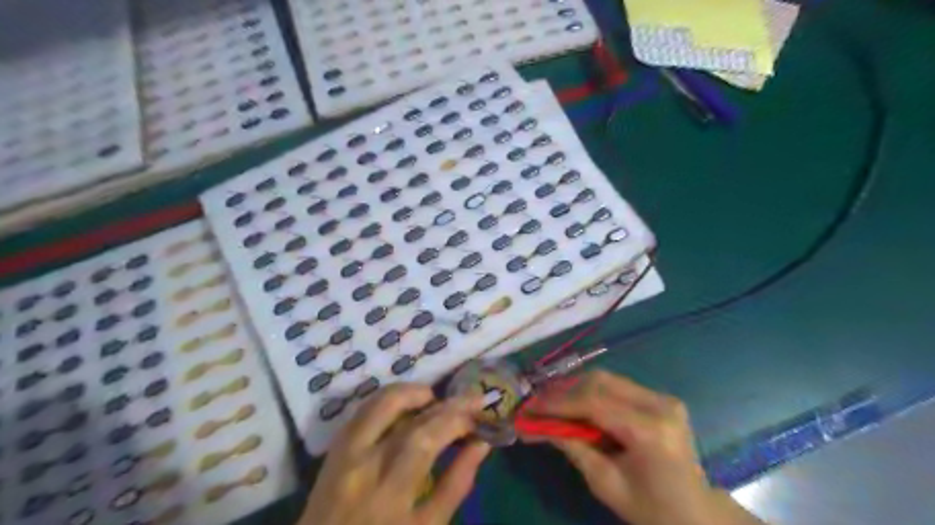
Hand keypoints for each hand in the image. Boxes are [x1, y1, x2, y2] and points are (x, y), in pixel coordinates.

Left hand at [301, 384, 490, 523]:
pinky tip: (406, 402)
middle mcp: (365, 465)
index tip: (479, 417)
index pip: (428, 439)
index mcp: (390, 493)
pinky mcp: (334, 448)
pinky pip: (364, 410)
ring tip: (436, 397)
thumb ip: (455, 484)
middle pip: (410, 419)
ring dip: (412, 391)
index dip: (457, 421)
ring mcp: (345, 453)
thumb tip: (480, 444)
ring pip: (380, 403)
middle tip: (470, 398)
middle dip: (446, 404)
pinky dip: (388, 398)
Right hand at [519, 368, 757, 524]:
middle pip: (599, 382)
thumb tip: (538, 424)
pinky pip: (617, 386)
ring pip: (607, 379)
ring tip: (550, 401)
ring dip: (575, 388)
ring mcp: (663, 397)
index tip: (529, 407)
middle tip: (536, 402)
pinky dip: (591, 392)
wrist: (696, 515)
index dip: (557, 402)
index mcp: (650, 430)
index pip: (594, 402)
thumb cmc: (651, 509)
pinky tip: (574, 402)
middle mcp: (659, 404)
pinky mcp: (661, 398)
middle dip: (563, 390)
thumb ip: (573, 446)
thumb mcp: (605, 483)